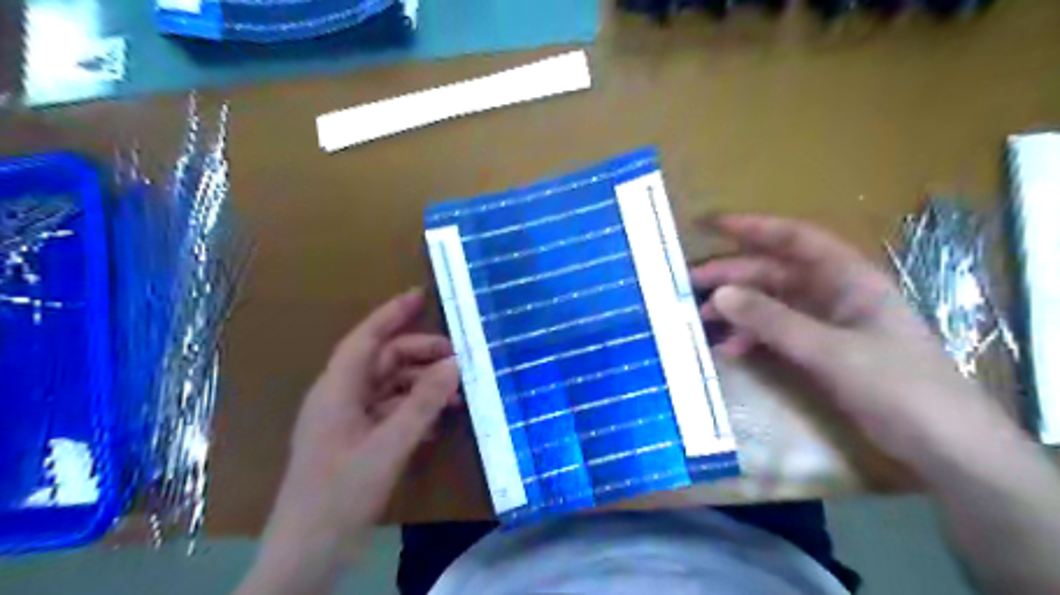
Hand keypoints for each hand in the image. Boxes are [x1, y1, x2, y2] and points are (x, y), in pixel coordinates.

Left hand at [241, 287, 456, 594]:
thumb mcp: (389, 447)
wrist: (307, 555)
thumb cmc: (340, 496)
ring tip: (459, 397)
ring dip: (423, 388)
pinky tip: (439, 424)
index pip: (365, 338)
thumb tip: (455, 365)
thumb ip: (423, 404)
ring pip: (390, 389)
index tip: (422, 295)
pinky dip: (415, 412)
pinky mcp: (356, 441)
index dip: (392, 314)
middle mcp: (340, 398)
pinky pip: (390, 414)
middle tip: (460, 361)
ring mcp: (348, 421)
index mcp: (337, 390)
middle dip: (422, 357)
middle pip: (383, 363)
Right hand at [692, 216, 1012, 466]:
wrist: (942, 443)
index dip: (752, 227)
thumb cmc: (896, 384)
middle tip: (689, 284)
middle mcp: (832, 292)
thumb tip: (719, 294)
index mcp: (846, 277)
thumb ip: (772, 320)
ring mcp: (824, 322)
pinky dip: (750, 337)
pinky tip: (729, 350)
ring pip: (769, 304)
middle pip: (773, 272)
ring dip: (736, 310)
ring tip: (701, 321)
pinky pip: (775, 332)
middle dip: (731, 275)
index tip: (710, 225)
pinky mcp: (818, 350)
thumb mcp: (829, 349)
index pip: (793, 238)